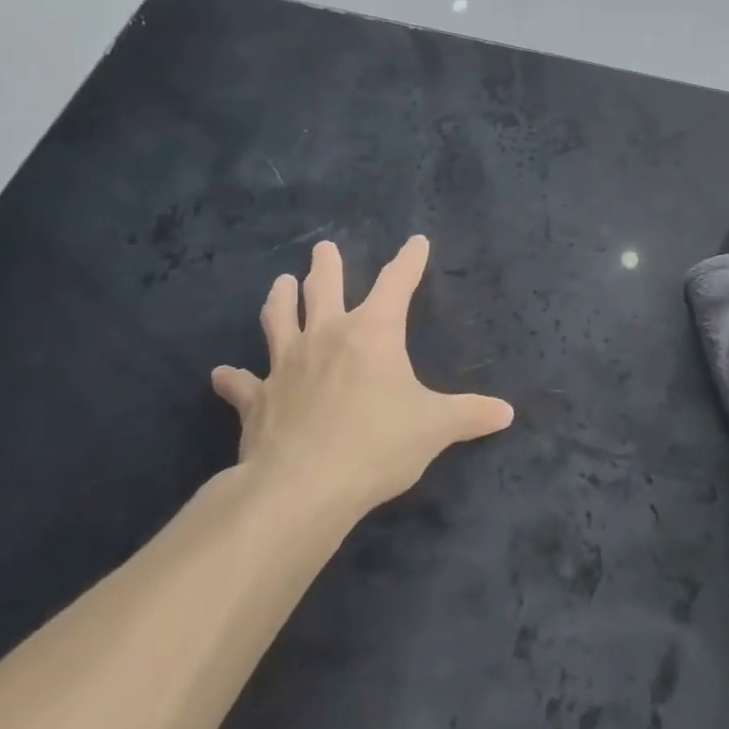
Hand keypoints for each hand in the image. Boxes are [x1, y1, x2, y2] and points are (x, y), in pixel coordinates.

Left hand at [211, 237, 513, 515]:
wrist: (303, 487)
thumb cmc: (377, 444)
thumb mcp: (435, 428)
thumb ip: (470, 415)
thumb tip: (507, 413)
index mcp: (372, 332)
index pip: (396, 283)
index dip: (409, 260)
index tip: (416, 242)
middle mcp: (326, 336)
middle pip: (324, 288)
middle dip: (326, 265)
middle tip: (323, 248)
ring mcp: (286, 365)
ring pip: (279, 319)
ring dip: (279, 300)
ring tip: (278, 283)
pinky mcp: (258, 399)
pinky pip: (242, 384)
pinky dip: (232, 379)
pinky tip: (221, 374)